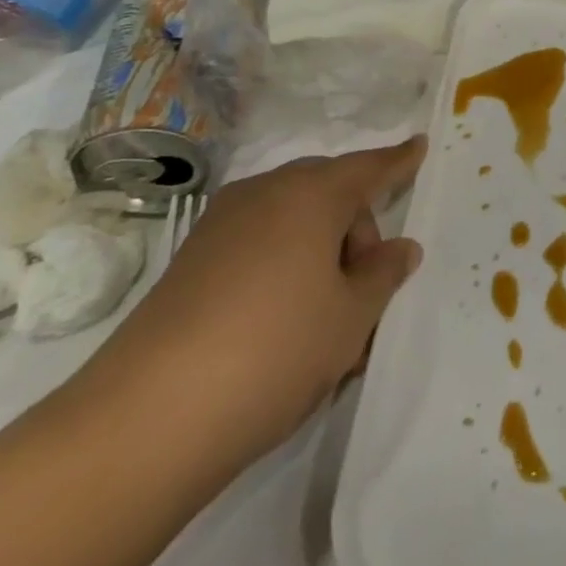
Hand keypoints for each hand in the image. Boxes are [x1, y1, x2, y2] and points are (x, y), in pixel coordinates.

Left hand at [77, 138, 425, 471]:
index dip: (398, 161)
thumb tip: (400, 249)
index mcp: (312, 194)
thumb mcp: (351, 318)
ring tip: (325, 321)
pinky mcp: (190, 262)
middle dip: (355, 231)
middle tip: (366, 289)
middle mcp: (265, 193)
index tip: (419, 145)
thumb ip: (383, 274)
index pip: (369, 168)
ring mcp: (221, 225)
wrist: (146, 419)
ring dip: (318, 255)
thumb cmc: (275, 350)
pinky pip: (257, 245)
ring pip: (291, 222)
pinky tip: (280, 325)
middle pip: (328, 195)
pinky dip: (281, 268)